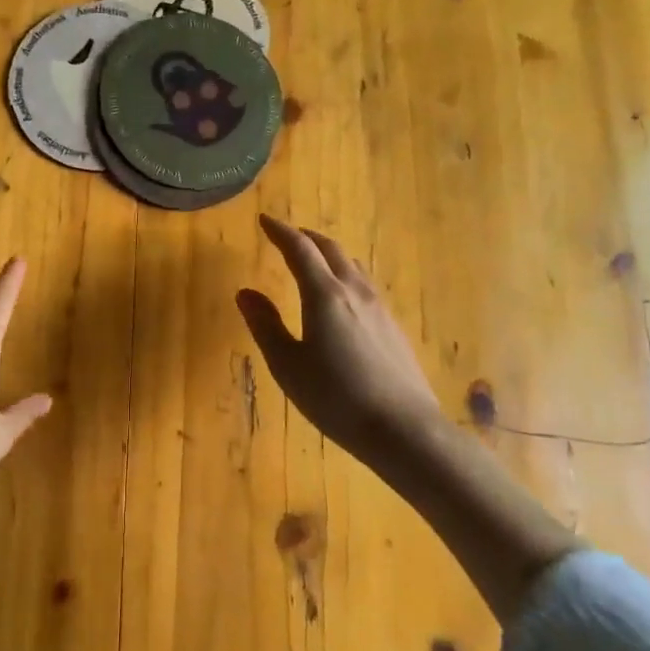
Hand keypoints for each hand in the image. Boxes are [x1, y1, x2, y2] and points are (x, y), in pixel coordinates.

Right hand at [236, 214, 443, 466]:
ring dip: (329, 254)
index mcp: (325, 295)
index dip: (280, 231)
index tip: (264, 219)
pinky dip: (345, 275)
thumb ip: (265, 325)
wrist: (405, 431)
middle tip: (287, 235)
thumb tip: (245, 292)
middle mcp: (354, 291)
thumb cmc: (336, 398)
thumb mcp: (288, 365)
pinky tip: (342, 297)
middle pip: (331, 249)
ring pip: (352, 265)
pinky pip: (365, 285)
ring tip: (314, 260)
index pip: (299, 249)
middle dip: (307, 237)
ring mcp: (380, 308)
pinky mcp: (393, 328)